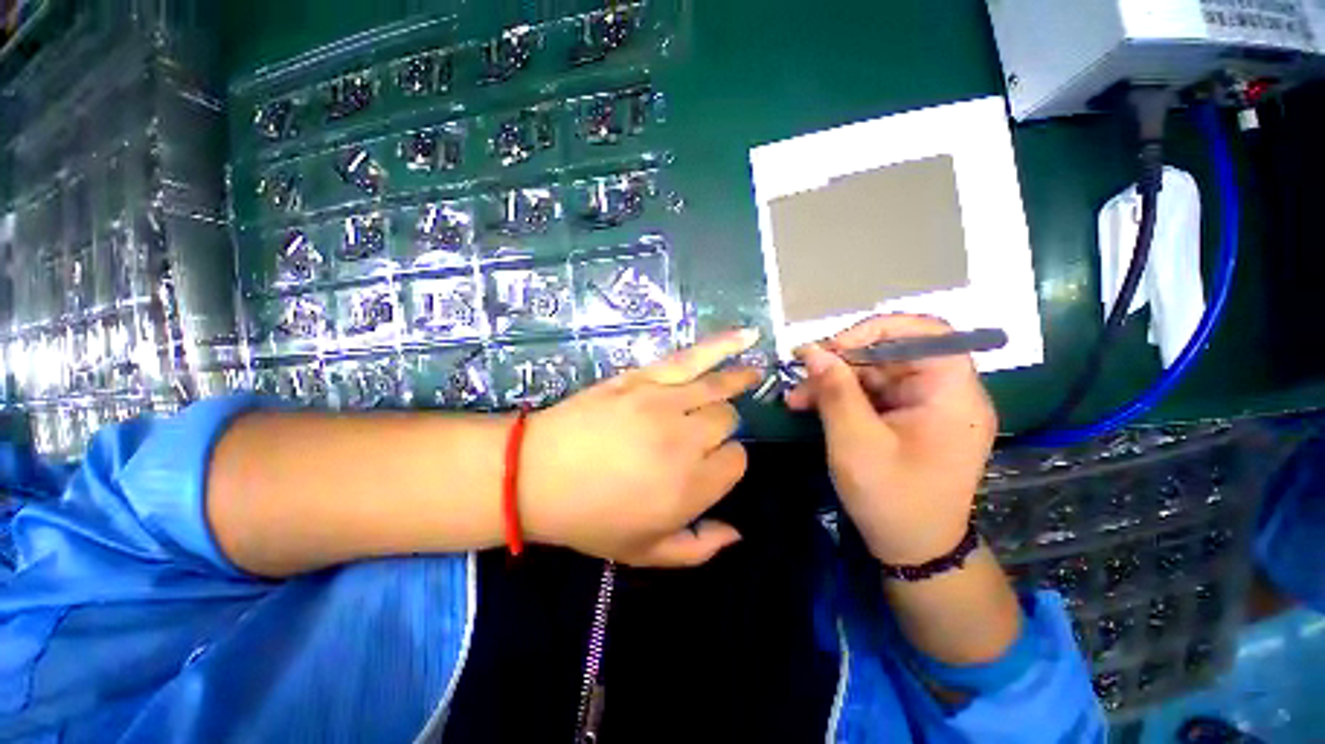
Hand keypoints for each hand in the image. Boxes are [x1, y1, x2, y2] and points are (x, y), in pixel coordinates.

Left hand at [520, 329, 762, 566]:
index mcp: (690, 487)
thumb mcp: (643, 553)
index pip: (736, 461)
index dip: (726, 463)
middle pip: (727, 421)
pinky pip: (692, 357)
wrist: (536, 473)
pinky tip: (748, 338)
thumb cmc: (589, 518)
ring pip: (718, 389)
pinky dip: (723, 346)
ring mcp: (665, 402)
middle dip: (720, 429)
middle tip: (698, 436)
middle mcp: (686, 441)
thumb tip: (737, 533)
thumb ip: (697, 549)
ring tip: (755, 375)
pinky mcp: (645, 378)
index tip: (708, 466)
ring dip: (739, 381)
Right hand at [785, 315, 996, 564]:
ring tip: (796, 397)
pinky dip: (840, 396)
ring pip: (875, 372)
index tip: (834, 347)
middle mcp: (945, 392)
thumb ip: (836, 392)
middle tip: (801, 373)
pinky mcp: (907, 418)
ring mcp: (925, 405)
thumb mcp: (856, 443)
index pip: (928, 333)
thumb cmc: (892, 499)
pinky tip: (809, 405)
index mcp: (952, 394)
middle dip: (842, 361)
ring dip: (834, 380)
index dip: (878, 329)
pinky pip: (872, 393)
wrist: (913, 549)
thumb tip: (813, 351)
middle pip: (894, 352)